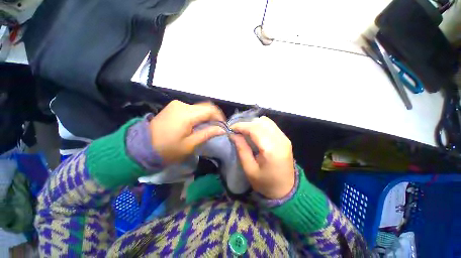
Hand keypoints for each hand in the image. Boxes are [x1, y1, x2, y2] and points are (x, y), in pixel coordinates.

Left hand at [149, 100, 225, 163]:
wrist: (142, 147)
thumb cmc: (168, 149)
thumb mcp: (190, 144)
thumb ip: (207, 134)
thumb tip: (222, 129)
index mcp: (186, 114)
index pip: (210, 110)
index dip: (220, 117)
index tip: (223, 126)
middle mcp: (182, 105)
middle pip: (205, 106)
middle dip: (214, 116)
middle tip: (217, 127)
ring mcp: (177, 104)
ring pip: (199, 107)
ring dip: (206, 115)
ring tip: (208, 126)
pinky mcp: (174, 106)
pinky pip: (192, 108)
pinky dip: (198, 115)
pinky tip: (198, 123)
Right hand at [230, 116, 294, 198]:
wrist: (287, 190)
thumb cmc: (266, 183)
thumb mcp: (249, 169)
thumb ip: (242, 149)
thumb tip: (233, 134)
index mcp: (271, 149)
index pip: (254, 129)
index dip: (241, 126)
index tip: (231, 128)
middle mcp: (280, 139)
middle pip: (261, 122)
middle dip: (246, 124)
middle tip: (236, 131)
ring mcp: (284, 138)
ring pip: (266, 121)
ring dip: (253, 124)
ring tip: (245, 132)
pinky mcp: (285, 138)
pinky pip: (271, 125)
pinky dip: (260, 126)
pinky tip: (254, 133)